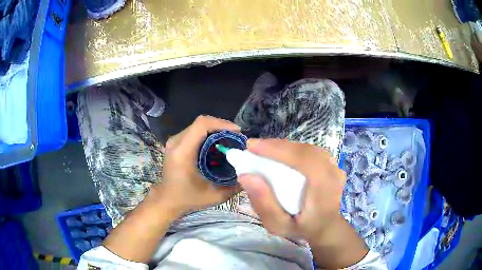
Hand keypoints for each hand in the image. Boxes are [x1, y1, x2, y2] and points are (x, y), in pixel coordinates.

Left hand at [153, 115, 241, 216]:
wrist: (167, 200)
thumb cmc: (187, 198)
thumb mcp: (214, 196)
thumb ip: (234, 186)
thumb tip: (251, 172)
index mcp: (183, 151)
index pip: (202, 124)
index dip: (221, 124)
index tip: (237, 132)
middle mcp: (176, 142)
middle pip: (201, 122)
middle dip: (222, 126)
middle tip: (237, 138)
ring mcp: (174, 141)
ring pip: (198, 126)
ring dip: (215, 130)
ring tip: (230, 140)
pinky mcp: (176, 143)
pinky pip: (194, 131)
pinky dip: (208, 134)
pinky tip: (217, 144)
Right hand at [238, 139, 346, 241]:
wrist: (326, 227)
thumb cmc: (301, 228)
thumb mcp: (278, 225)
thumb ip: (263, 204)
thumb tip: (245, 176)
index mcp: (323, 190)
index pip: (303, 160)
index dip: (278, 150)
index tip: (252, 147)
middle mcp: (333, 174)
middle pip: (304, 150)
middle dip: (277, 146)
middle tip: (253, 148)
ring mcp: (335, 167)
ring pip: (307, 148)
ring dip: (285, 147)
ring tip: (264, 150)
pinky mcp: (332, 164)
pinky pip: (311, 151)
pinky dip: (294, 150)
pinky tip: (281, 154)